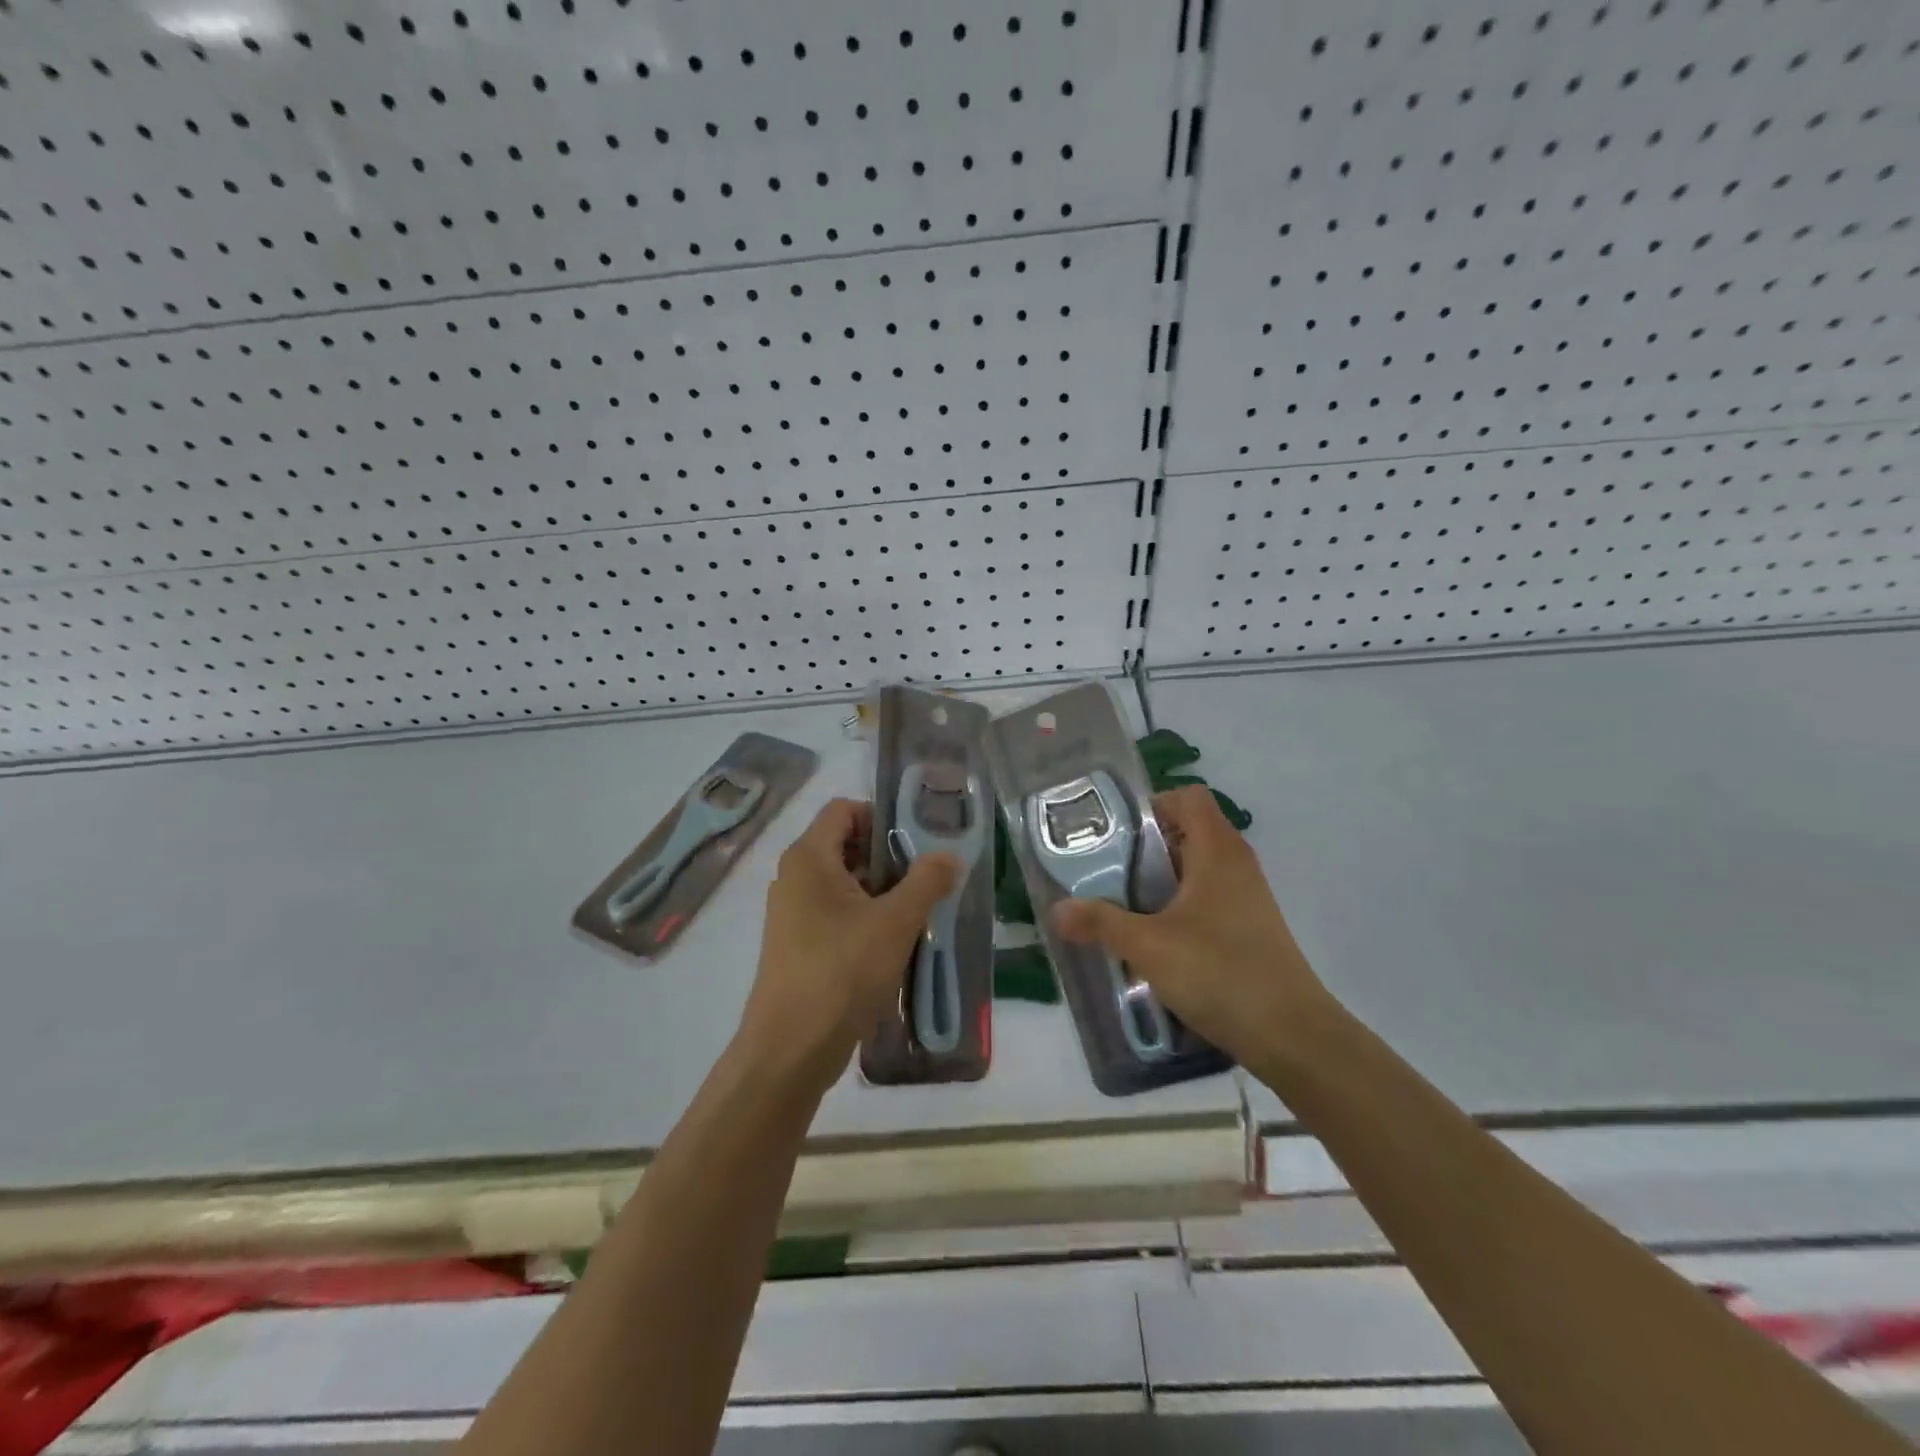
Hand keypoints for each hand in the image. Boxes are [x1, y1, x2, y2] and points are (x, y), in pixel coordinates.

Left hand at [738, 798, 958, 1092]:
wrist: (791, 1049)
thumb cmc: (842, 972)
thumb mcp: (896, 922)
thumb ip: (927, 881)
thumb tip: (949, 856)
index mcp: (809, 858)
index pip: (844, 810)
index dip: (882, 816)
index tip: (918, 840)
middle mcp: (794, 877)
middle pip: (846, 845)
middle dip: (889, 857)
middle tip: (927, 877)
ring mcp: (793, 914)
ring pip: (844, 883)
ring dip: (882, 891)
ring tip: (919, 911)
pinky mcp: (798, 945)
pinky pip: (836, 914)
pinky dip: (866, 917)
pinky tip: (895, 943)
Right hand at [1052, 786, 1330, 1062]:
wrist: (1291, 1035)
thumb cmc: (1220, 972)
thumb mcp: (1148, 946)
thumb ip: (1101, 923)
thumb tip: (1057, 910)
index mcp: (1216, 850)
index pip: (1188, 797)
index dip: (1152, 805)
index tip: (1116, 834)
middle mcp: (1236, 864)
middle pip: (1188, 832)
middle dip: (1145, 848)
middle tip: (1106, 871)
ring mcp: (1247, 897)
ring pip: (1196, 869)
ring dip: (1160, 882)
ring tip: (1123, 907)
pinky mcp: (1250, 928)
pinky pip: (1208, 899)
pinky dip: (1180, 907)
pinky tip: (1156, 940)